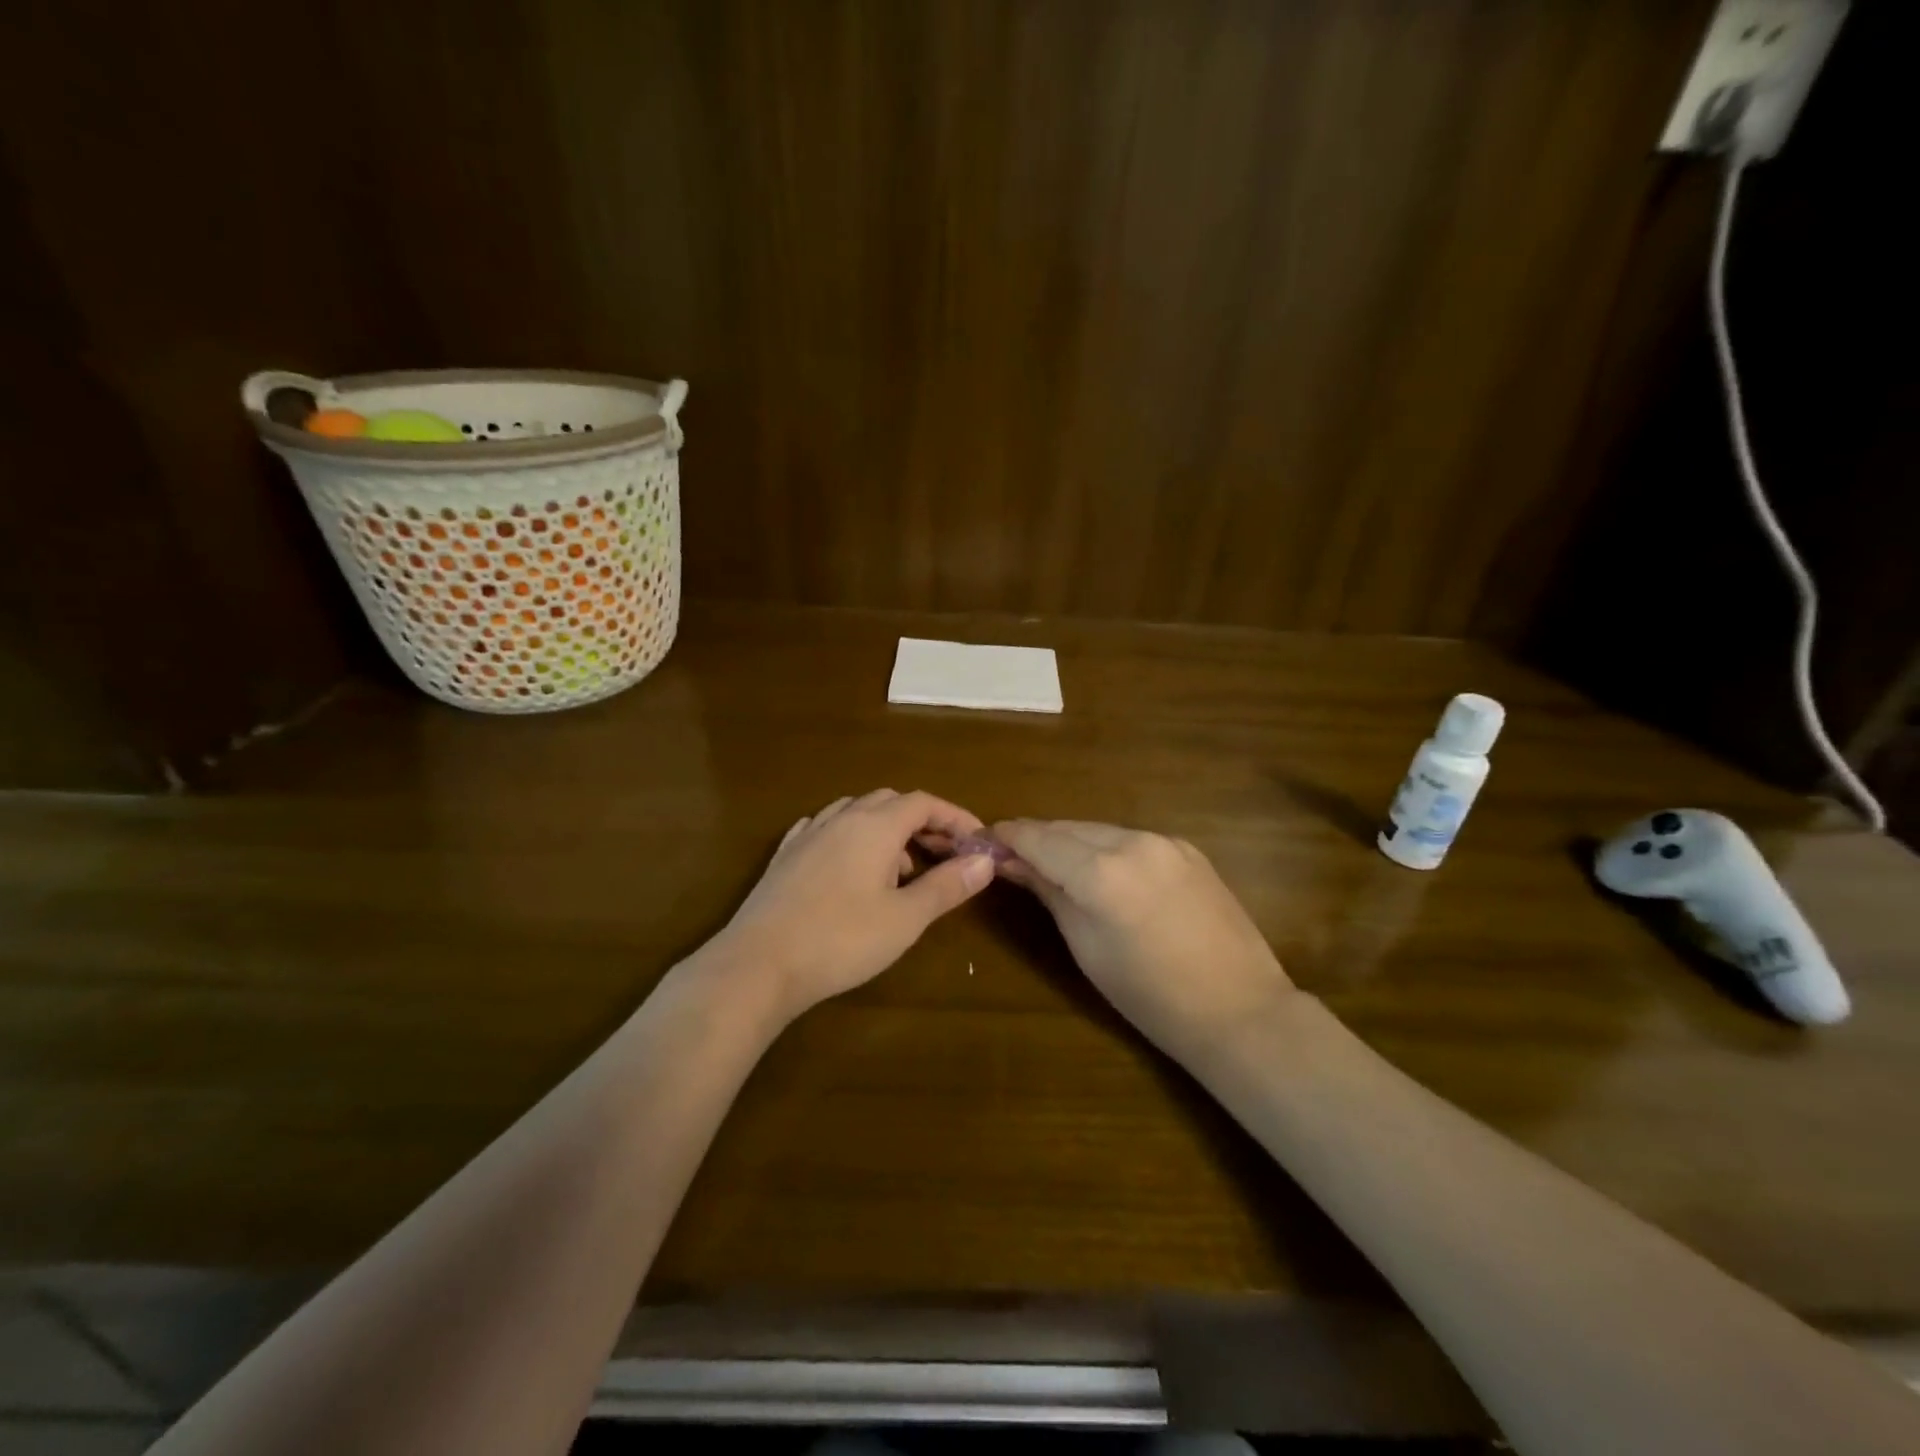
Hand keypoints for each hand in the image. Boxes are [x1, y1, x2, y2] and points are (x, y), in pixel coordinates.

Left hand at [710, 790, 995, 1021]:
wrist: (759, 964)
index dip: (954, 817)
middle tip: (943, 855)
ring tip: (898, 870)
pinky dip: (850, 837)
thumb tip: (985, 861)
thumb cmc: (841, 940)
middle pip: (890, 801)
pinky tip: (849, 864)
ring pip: (855, 812)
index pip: (923, 803)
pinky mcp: (785, 856)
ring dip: (885, 830)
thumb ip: (947, 885)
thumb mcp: (905, 918)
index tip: (976, 842)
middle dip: (922, 822)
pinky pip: (825, 828)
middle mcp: (841, 819)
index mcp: (875, 826)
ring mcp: (808, 835)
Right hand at [991, 820, 1294, 1061]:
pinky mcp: (1187, 849)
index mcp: (1101, 871)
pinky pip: (1131, 839)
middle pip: (1067, 827)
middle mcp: (1132, 842)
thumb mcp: (1085, 946)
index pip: (1038, 838)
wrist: (1239, 1010)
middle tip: (1011, 857)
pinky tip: (1102, 871)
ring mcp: (1165, 841)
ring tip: (1053, 865)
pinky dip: (1106, 848)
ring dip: (1070, 842)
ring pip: (1099, 829)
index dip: (1006, 836)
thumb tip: (1012, 863)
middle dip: (1036, 838)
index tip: (982, 840)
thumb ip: (1049, 892)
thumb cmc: (1149, 995)